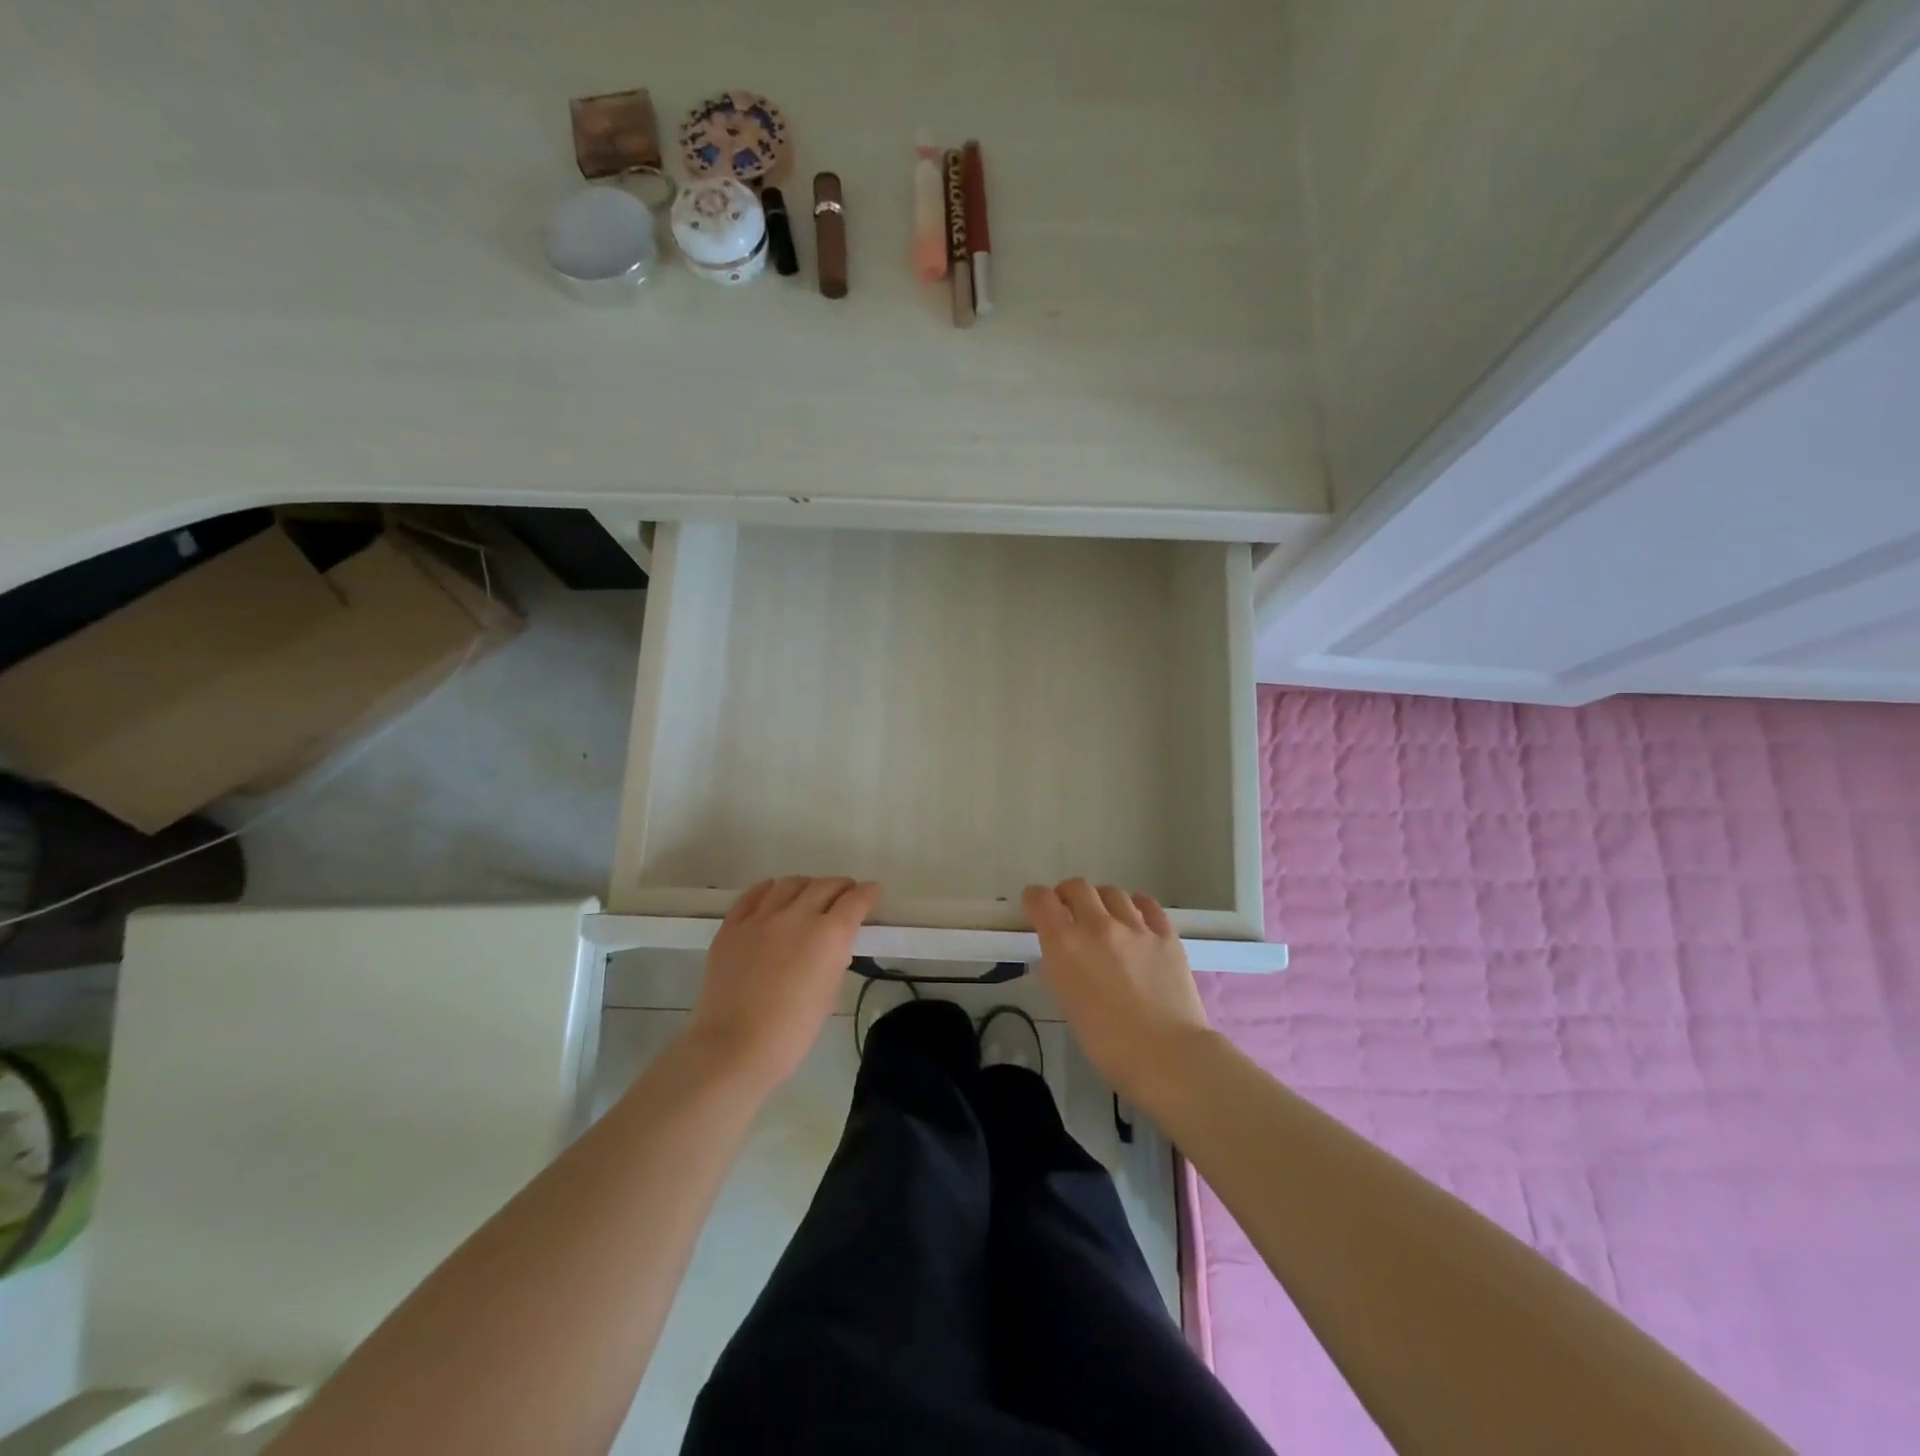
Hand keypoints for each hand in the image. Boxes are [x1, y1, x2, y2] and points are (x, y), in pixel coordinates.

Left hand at [687, 876, 881, 1092]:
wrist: (734, 1048)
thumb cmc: (792, 1031)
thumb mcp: (829, 993)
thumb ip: (835, 958)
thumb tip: (833, 943)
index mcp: (829, 935)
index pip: (855, 900)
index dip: (868, 893)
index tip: (873, 892)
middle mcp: (797, 915)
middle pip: (825, 885)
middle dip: (841, 887)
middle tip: (845, 894)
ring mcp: (761, 918)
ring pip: (790, 884)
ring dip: (807, 886)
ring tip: (808, 895)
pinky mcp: (732, 926)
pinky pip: (754, 895)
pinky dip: (770, 890)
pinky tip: (774, 895)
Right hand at [1024, 879, 1213, 1099]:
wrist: (1166, 1055)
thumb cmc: (1106, 1043)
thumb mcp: (1067, 1001)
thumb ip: (1062, 966)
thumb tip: (1065, 950)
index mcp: (1066, 944)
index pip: (1041, 900)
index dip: (1035, 900)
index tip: (1036, 907)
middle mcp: (1097, 925)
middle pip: (1077, 887)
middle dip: (1067, 895)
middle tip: (1069, 911)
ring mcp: (1135, 927)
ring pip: (1112, 892)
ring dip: (1101, 900)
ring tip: (1104, 917)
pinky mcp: (1166, 934)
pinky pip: (1147, 904)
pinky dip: (1136, 905)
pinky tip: (1136, 917)